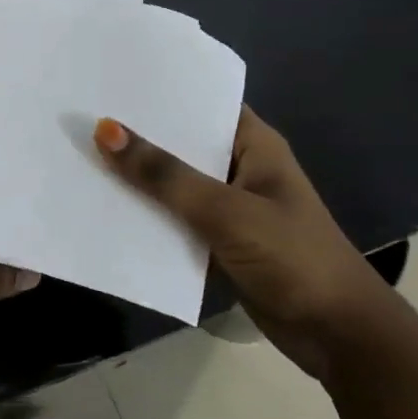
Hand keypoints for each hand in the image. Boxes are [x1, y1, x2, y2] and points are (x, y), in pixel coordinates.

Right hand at [93, 108, 395, 372]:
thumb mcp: (225, 211)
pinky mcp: (220, 242)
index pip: (202, 103)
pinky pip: (176, 220)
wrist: (337, 335)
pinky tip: (106, 208)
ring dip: (139, 179)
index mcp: (254, 144)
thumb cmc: (292, 258)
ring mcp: (230, 207)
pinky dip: (148, 216)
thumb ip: (164, 175)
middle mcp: (240, 167)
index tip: (108, 83)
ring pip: (175, 184)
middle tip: (80, 119)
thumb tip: (106, 129)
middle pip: (182, 144)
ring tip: (81, 157)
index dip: (159, 93)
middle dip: (138, 136)